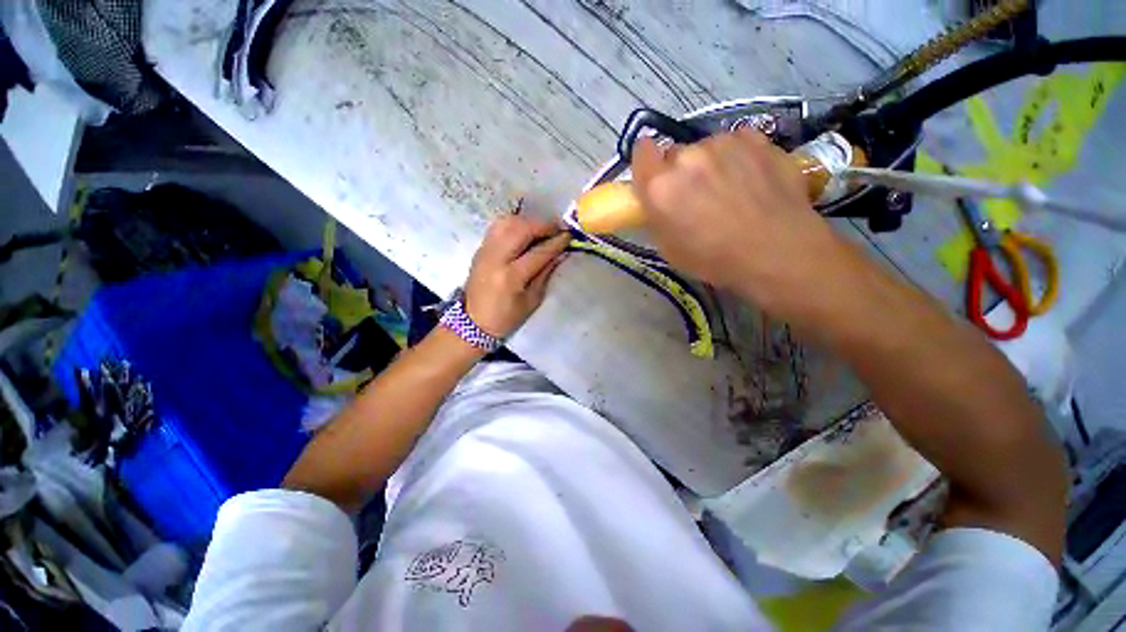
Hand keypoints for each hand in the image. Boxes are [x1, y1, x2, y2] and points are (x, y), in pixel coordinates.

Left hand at [464, 215, 569, 337]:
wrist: (473, 322)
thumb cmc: (506, 317)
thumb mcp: (532, 300)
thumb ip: (545, 274)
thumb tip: (560, 254)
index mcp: (511, 277)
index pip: (538, 252)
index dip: (556, 242)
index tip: (569, 236)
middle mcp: (496, 258)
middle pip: (521, 229)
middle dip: (543, 225)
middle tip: (557, 228)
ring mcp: (485, 251)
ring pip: (507, 222)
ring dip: (528, 221)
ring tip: (541, 229)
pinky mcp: (480, 249)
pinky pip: (497, 227)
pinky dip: (514, 224)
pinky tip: (524, 231)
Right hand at [631, 129, 848, 317]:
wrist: (777, 251)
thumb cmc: (714, 259)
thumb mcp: (668, 248)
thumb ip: (656, 215)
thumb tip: (658, 200)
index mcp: (660, 187)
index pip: (642, 151)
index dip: (648, 163)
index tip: (655, 176)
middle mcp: (686, 157)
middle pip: (675, 153)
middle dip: (680, 171)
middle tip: (696, 195)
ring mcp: (723, 143)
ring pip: (706, 147)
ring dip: (710, 163)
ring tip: (731, 189)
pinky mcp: (755, 138)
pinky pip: (736, 142)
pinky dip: (738, 156)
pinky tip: (752, 179)